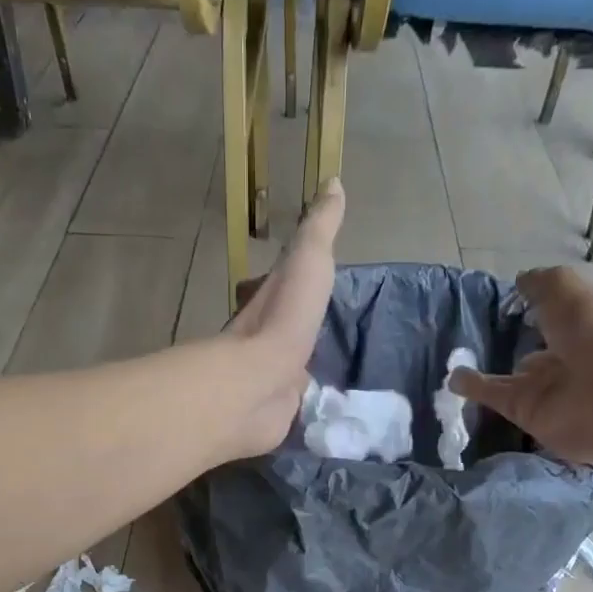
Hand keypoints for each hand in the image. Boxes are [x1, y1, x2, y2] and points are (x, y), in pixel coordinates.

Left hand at [223, 178, 345, 455]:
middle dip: (303, 323)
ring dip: (303, 362)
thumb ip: (320, 227)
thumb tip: (333, 182)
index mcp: (273, 298)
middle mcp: (268, 335)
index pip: (286, 281)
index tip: (316, 275)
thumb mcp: (308, 259)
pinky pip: (297, 397)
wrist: (259, 384)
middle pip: (288, 324)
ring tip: (330, 364)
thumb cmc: (284, 317)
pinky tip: (322, 401)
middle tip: (328, 325)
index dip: (299, 275)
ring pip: (292, 362)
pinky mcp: (280, 409)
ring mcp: (273, 375)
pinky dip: (307, 396)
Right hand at [448, 266, 592, 464]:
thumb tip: (520, 281)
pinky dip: (474, 389)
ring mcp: (548, 390)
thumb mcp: (568, 289)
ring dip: (490, 377)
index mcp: (586, 325)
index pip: (559, 317)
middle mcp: (568, 359)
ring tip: (458, 365)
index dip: (540, 309)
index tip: (514, 303)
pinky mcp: (526, 414)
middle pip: (538, 354)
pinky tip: (452, 379)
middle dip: (519, 349)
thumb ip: (541, 285)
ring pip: (512, 381)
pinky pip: (496, 398)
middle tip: (486, 342)